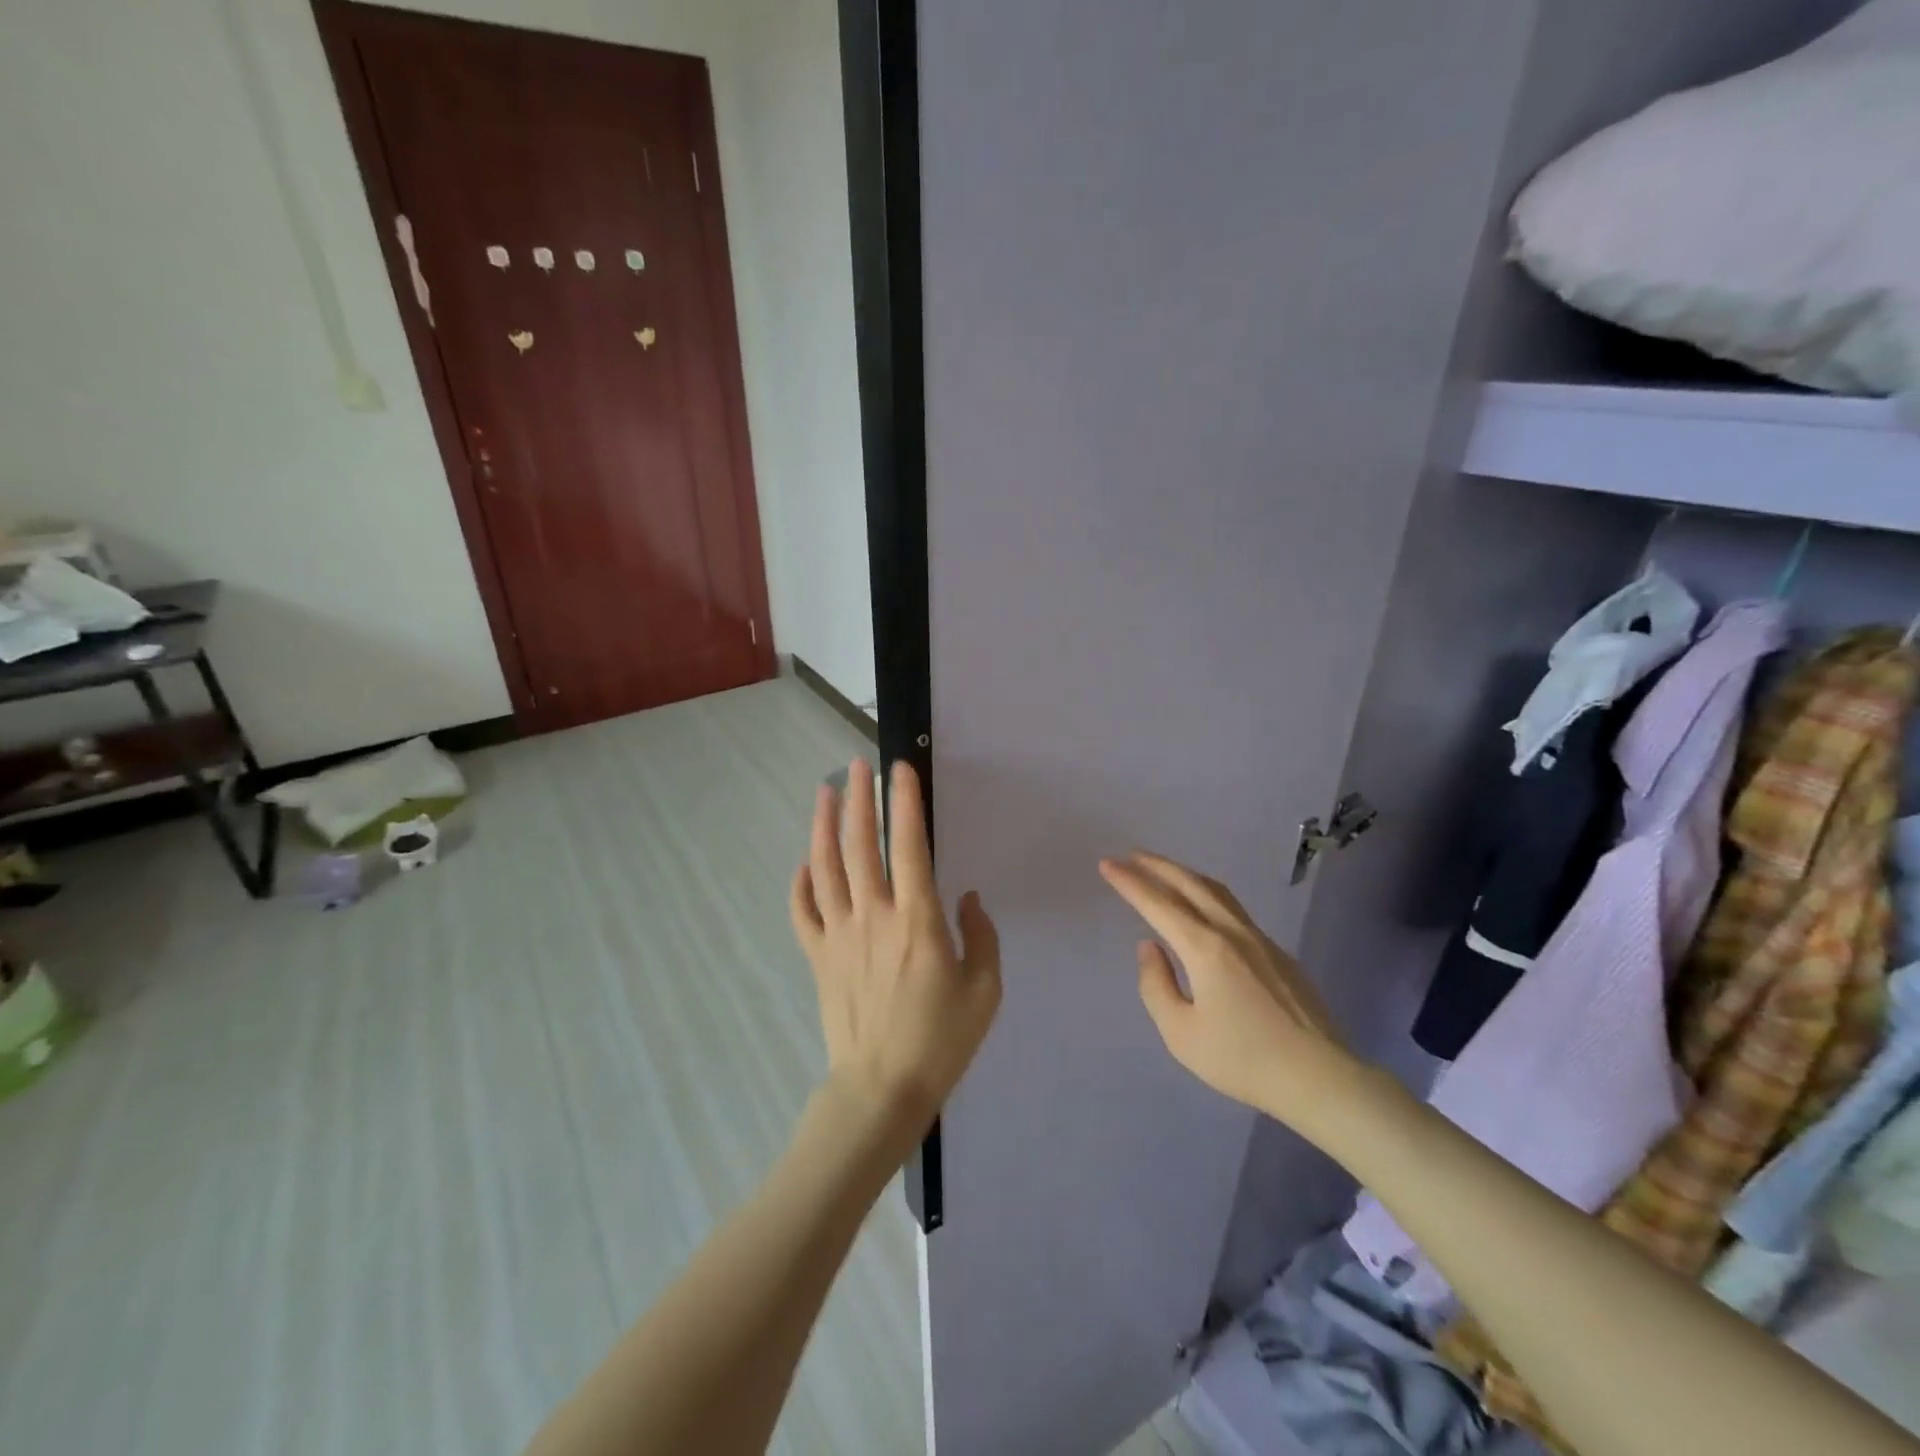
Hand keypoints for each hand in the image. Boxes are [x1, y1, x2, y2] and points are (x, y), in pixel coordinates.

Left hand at [790, 761, 1000, 1134]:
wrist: (881, 1089)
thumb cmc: (940, 1040)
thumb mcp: (984, 990)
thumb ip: (981, 937)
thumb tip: (967, 898)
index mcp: (917, 919)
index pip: (908, 845)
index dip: (904, 803)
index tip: (900, 769)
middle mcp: (873, 915)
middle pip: (859, 845)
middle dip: (858, 799)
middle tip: (856, 765)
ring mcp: (839, 935)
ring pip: (825, 868)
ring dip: (823, 826)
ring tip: (824, 792)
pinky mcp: (818, 957)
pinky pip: (803, 912)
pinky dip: (800, 884)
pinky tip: (804, 863)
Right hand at [1099, 851, 1360, 1135]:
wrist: (1320, 1078)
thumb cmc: (1243, 1059)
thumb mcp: (1182, 1034)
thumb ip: (1157, 985)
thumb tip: (1150, 947)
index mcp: (1205, 949)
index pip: (1158, 904)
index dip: (1130, 882)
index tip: (1107, 864)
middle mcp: (1232, 933)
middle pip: (1190, 885)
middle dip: (1157, 866)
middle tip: (1131, 855)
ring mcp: (1260, 940)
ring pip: (1217, 892)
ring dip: (1185, 875)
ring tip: (1164, 871)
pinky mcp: (1277, 954)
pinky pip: (1233, 910)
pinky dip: (1207, 895)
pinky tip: (1202, 910)